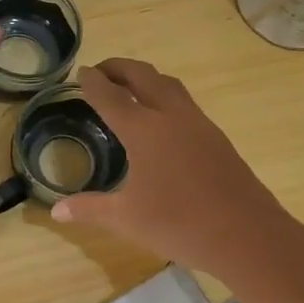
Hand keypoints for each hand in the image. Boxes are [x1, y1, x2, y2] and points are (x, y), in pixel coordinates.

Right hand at [52, 58, 303, 279]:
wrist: (247, 234)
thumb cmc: (179, 224)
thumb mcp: (127, 219)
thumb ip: (90, 209)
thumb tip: (56, 211)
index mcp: (144, 130)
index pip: (111, 96)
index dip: (93, 82)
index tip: (83, 72)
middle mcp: (171, 116)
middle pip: (143, 76)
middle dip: (120, 68)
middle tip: (103, 70)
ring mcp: (199, 124)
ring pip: (169, 85)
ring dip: (146, 78)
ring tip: (131, 87)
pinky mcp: (217, 138)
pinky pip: (185, 103)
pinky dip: (165, 97)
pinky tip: (163, 120)